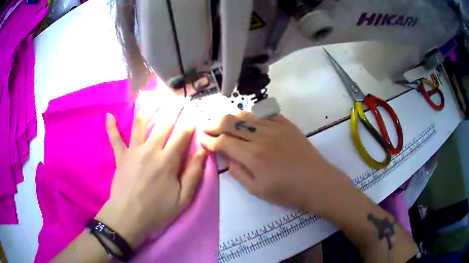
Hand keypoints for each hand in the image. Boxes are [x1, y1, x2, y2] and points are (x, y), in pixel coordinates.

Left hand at [97, 105, 206, 247]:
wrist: (128, 217)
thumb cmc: (157, 211)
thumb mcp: (183, 199)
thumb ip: (193, 174)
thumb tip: (203, 152)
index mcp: (167, 161)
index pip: (182, 135)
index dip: (190, 121)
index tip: (194, 112)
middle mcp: (150, 150)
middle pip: (163, 123)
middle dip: (173, 109)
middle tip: (179, 98)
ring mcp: (133, 151)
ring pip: (141, 123)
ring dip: (149, 108)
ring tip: (156, 98)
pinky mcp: (121, 156)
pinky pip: (114, 139)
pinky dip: (111, 127)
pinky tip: (108, 115)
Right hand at [200, 112, 350, 212]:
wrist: (317, 182)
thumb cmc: (287, 191)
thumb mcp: (258, 190)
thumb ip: (238, 172)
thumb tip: (227, 157)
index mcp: (252, 155)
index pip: (223, 141)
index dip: (209, 140)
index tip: (202, 139)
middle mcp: (261, 136)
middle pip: (231, 122)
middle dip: (215, 124)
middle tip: (207, 127)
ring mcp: (275, 127)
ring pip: (247, 115)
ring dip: (231, 117)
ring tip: (223, 122)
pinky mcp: (287, 125)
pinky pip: (265, 115)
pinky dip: (253, 116)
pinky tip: (249, 120)